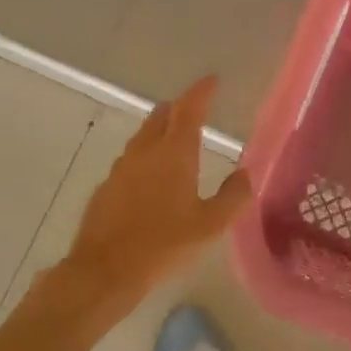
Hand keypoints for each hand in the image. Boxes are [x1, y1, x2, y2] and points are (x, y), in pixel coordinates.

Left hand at [62, 76, 253, 304]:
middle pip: (161, 116)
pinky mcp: (106, 187)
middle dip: (179, 108)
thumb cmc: (163, 245)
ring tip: (175, 141)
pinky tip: (151, 179)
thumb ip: (233, 197)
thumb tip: (245, 173)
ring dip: (160, 131)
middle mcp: (145, 152)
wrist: (104, 270)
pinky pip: (130, 160)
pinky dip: (145, 157)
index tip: (212, 80)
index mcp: (174, 154)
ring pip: (143, 136)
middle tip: (195, 109)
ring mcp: (121, 168)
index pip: (188, 109)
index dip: (201, 92)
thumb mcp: (210, 226)